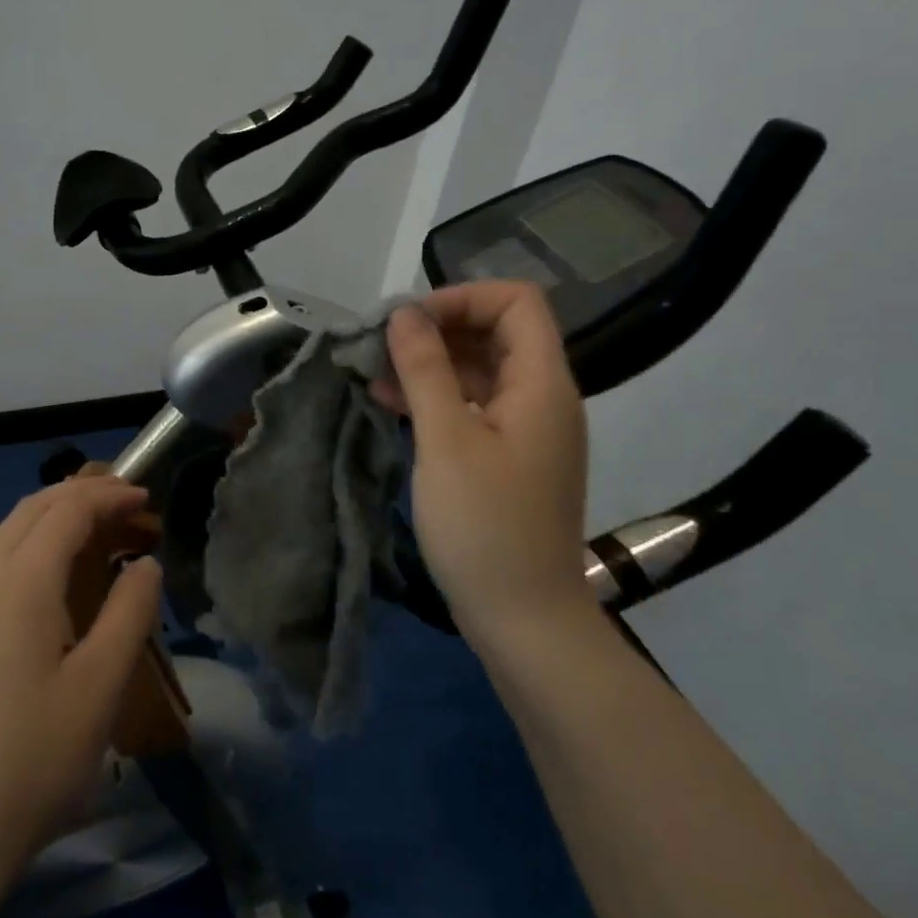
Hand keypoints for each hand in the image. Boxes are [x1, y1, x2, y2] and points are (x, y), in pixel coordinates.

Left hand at [0, 476, 163, 877]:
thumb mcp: (100, 687)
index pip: (68, 510)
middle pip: (34, 507)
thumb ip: (130, 613)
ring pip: (8, 528)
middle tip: (128, 508)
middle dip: (84, 496)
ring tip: (95, 532)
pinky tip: (46, 573)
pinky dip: (28, 540)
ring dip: (54, 516)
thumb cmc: (32, 759)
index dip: (109, 495)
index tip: (146, 499)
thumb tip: (143, 564)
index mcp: (20, 582)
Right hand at [372, 282, 592, 644]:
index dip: (462, 298)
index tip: (410, 322)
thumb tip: (404, 313)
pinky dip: (437, 399)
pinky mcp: (509, 458)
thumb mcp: (446, 441)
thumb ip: (426, 370)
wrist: (524, 619)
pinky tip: (392, 406)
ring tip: (375, 375)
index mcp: (541, 384)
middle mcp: (542, 398)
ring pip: (480, 371)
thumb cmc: (485, 527)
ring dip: (430, 365)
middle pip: (496, 333)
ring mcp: (527, 430)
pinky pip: (475, 407)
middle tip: (381, 347)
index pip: (516, 302)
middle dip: (437, 330)